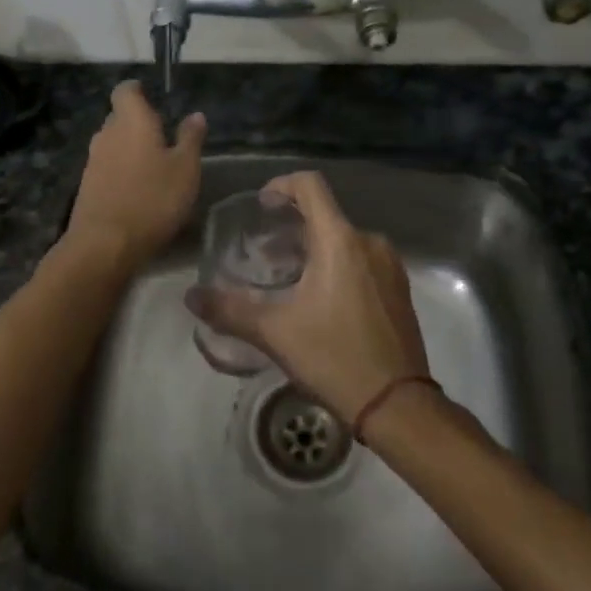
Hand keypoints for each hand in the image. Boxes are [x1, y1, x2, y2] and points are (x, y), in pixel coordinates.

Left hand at [65, 81, 205, 269]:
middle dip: (138, 123)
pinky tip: (138, 189)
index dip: (138, 90)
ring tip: (154, 166)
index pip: (126, 91)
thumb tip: (195, 115)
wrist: (105, 244)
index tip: (152, 97)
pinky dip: (121, 170)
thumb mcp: (186, 169)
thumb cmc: (153, 199)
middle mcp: (107, 134)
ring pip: (113, 143)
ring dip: (130, 149)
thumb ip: (191, 139)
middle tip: (163, 137)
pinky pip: (107, 167)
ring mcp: (93, 160)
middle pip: (119, 117)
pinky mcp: (87, 185)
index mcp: (131, 121)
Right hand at [185, 171, 427, 423]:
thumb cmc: (334, 357)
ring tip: (288, 277)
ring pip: (345, 239)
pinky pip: (362, 260)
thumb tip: (191, 296)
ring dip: (314, 248)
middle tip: (264, 251)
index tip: (262, 205)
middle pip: (326, 215)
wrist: (398, 405)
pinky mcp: (399, 290)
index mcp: (340, 240)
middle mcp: (369, 242)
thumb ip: (229, 309)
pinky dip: (337, 265)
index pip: (310, 186)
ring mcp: (390, 266)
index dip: (282, 185)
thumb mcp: (274, 332)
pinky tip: (320, 299)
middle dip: (292, 226)